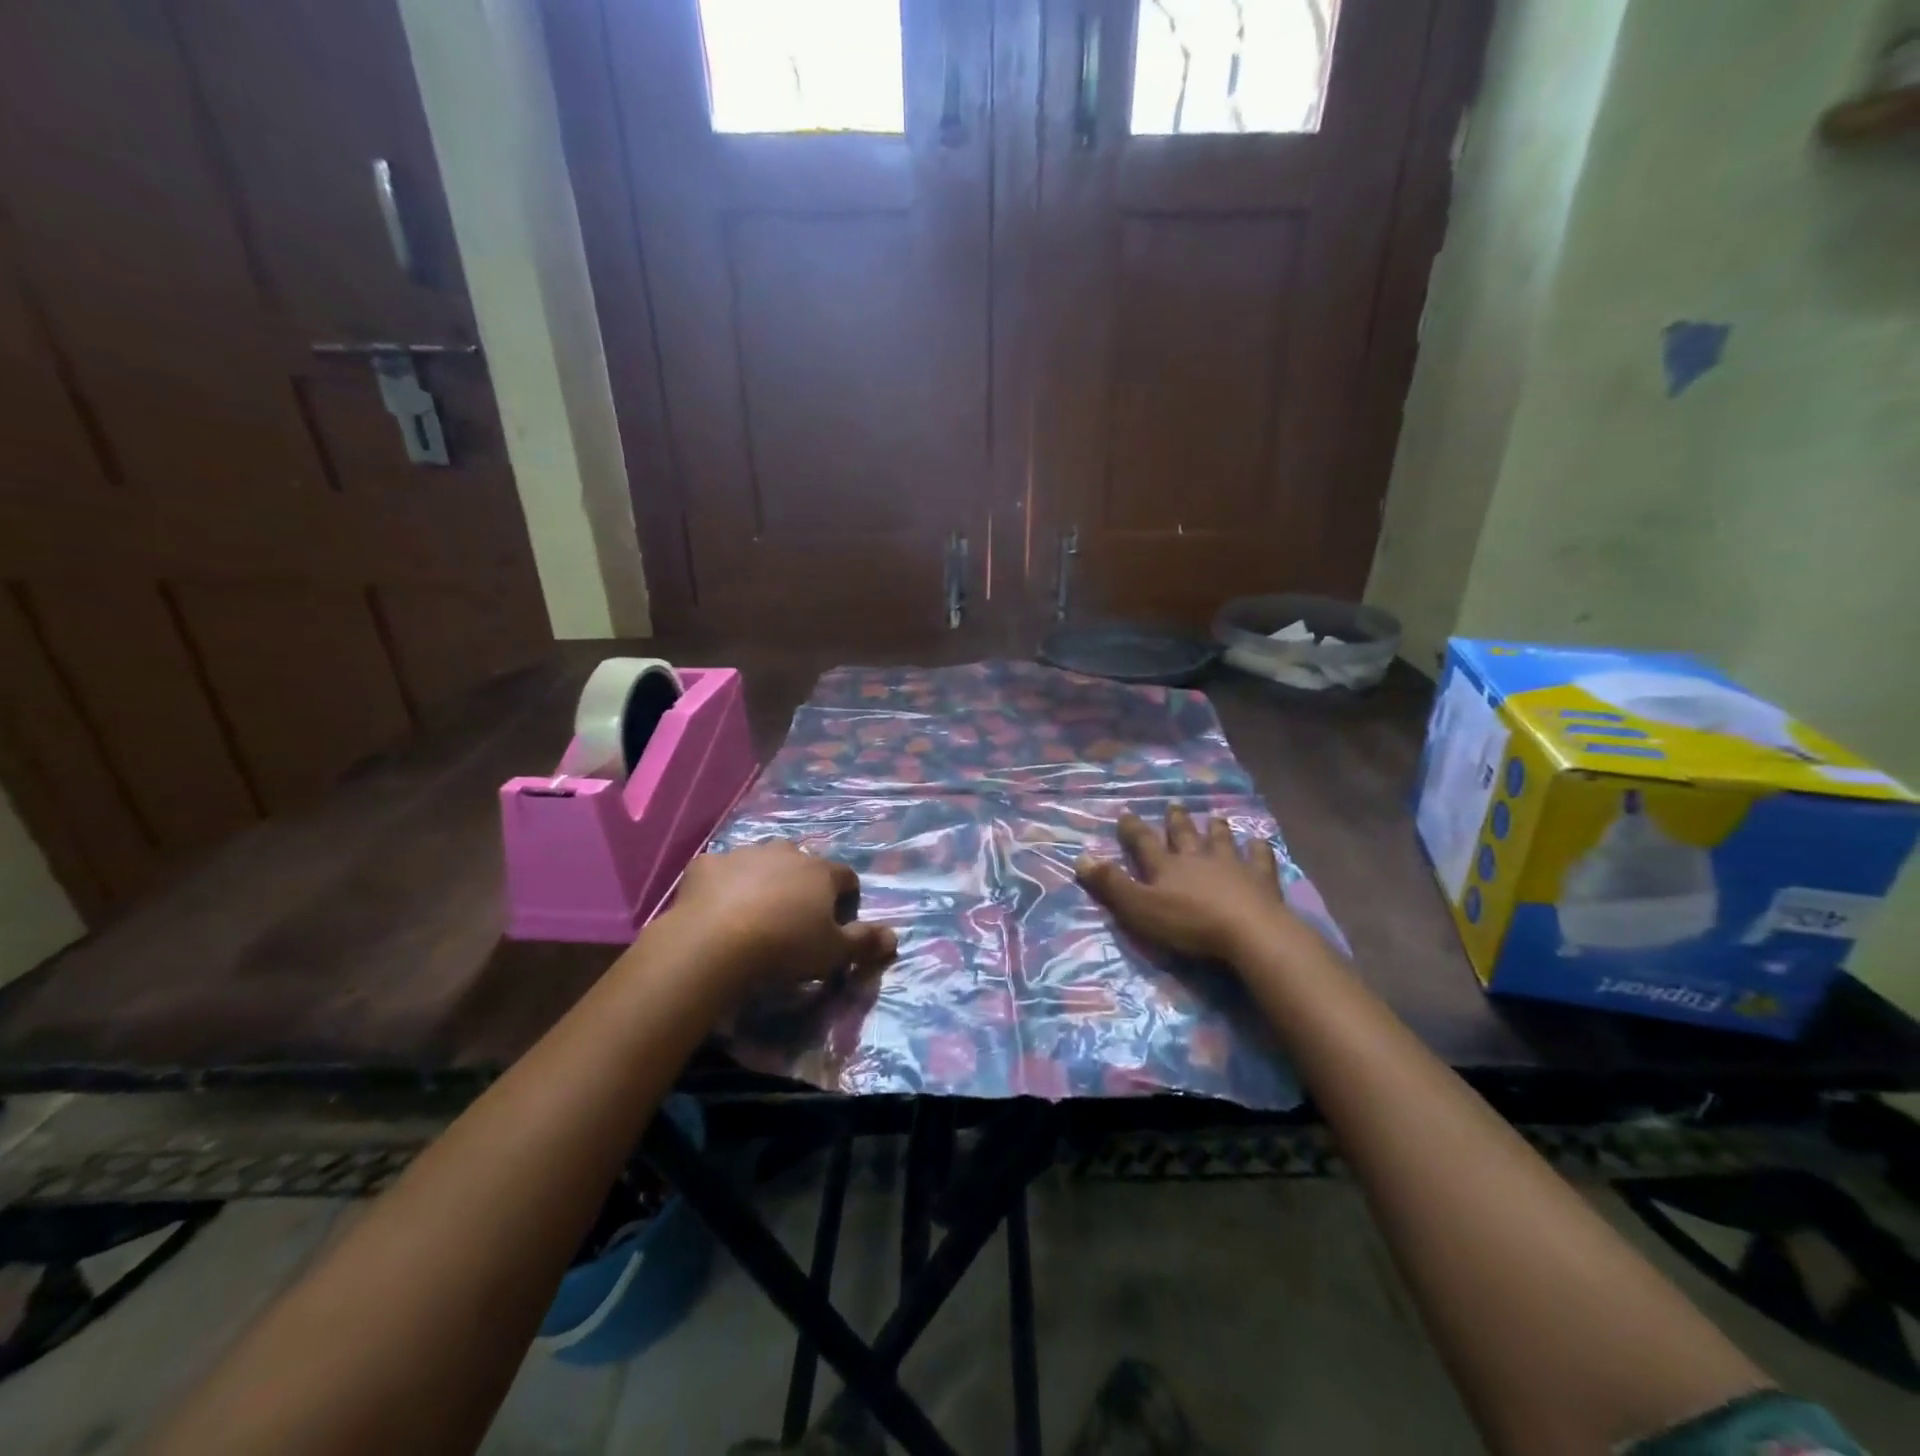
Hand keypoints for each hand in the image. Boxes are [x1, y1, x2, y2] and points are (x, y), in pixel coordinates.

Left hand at [662, 842, 896, 995]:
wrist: (714, 943)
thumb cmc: (785, 947)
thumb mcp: (834, 953)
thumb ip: (865, 942)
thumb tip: (895, 937)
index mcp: (821, 871)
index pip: (846, 877)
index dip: (845, 898)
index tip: (838, 921)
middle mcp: (786, 852)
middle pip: (803, 863)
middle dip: (802, 884)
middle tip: (793, 918)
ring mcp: (744, 854)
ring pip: (761, 862)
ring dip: (763, 880)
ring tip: (754, 914)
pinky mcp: (707, 864)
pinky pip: (721, 871)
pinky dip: (723, 885)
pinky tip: (716, 910)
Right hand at [1075, 806, 1291, 963]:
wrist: (1248, 931)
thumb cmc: (1189, 923)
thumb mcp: (1140, 908)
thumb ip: (1111, 884)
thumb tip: (1081, 857)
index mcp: (1166, 866)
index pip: (1144, 842)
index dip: (1133, 829)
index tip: (1126, 814)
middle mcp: (1197, 858)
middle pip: (1184, 835)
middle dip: (1176, 821)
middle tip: (1173, 806)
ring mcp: (1232, 865)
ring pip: (1221, 840)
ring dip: (1216, 829)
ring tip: (1214, 817)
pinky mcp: (1261, 879)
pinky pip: (1260, 858)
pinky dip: (1259, 849)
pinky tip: (1260, 842)